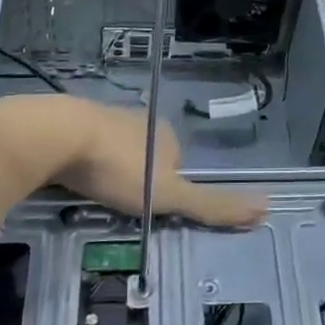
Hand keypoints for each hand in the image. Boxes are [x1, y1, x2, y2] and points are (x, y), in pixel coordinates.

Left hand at [0, 95, 264, 227]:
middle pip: (144, 155)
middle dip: (135, 178)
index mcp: (164, 133)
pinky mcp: (70, 119)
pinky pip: (83, 144)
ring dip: (107, 168)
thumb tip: (266, 208)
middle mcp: (137, 119)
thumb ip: (211, 205)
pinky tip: (70, 175)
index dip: (165, 188)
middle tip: (116, 205)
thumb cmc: (118, 167)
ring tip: (92, 193)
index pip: (176, 163)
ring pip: (112, 148)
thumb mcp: (168, 195)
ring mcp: (102, 116)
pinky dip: (81, 160)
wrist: (57, 135)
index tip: (147, 208)